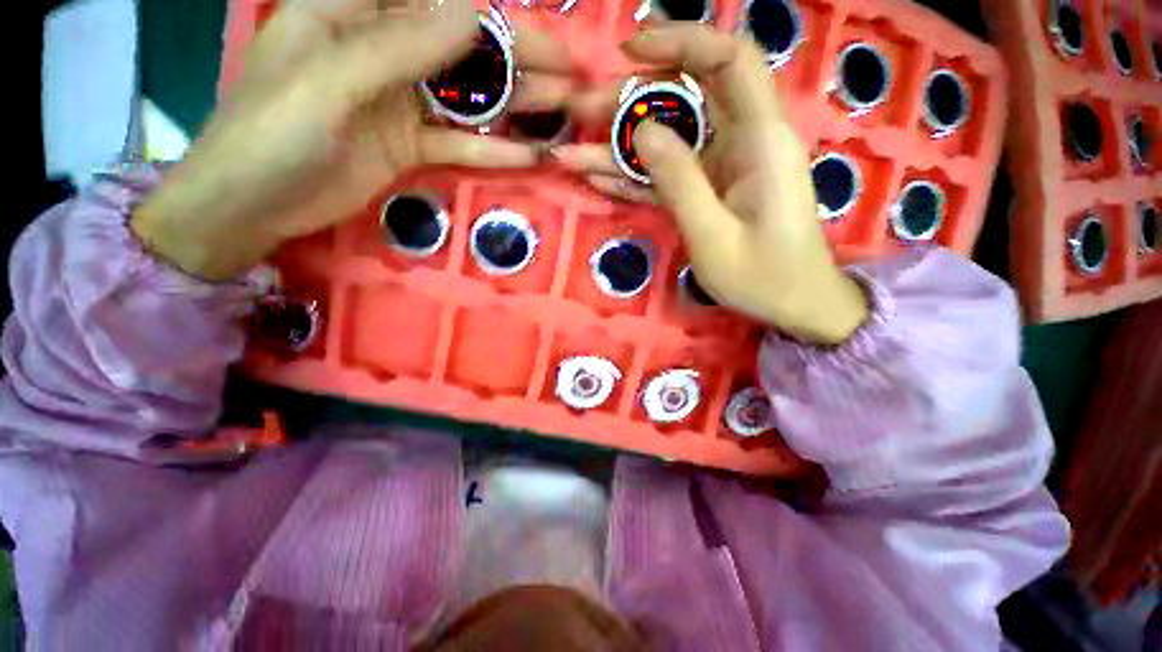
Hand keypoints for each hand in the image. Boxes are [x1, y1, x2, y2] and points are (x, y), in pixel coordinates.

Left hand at [133, 0, 572, 280]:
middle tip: (569, 71)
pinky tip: (530, 155)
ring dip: (515, 106)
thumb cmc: (273, 131)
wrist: (254, 204)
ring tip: (563, 110)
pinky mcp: (412, 146)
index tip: (538, 30)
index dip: (490, 12)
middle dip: (518, 59)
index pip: (435, 0)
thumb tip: (473, 13)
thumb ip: (401, 46)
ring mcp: (402, 103)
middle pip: (463, 50)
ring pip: (469, 98)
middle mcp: (386, 52)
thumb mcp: (333, 79)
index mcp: (355, 13)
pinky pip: (461, 144)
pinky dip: (495, 151)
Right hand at [553, 26, 867, 344]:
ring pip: (668, 139)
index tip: (631, 52)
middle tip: (582, 114)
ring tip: (574, 152)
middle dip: (631, 102)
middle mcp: (741, 141)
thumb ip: (681, 181)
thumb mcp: (714, 235)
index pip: (728, 60)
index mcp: (760, 139)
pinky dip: (633, 175)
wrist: (794, 305)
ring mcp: (721, 168)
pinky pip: (667, 174)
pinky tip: (597, 177)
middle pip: (686, 98)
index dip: (681, 42)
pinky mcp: (707, 191)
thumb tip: (645, 130)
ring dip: (621, 144)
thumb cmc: (764, 277)